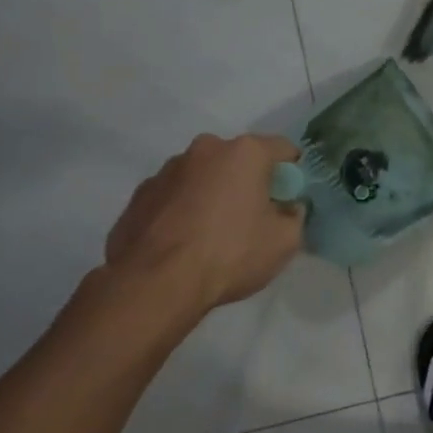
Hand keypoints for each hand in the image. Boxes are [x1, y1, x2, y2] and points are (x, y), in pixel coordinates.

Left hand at [105, 134, 303, 312]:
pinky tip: (183, 243)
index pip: (283, 149)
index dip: (291, 174)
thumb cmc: (230, 254)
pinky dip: (183, 211)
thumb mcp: (285, 241)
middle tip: (251, 218)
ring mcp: (166, 170)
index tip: (289, 200)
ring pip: (203, 177)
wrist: (156, 283)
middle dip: (247, 182)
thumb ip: (293, 215)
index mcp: (244, 152)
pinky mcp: (139, 195)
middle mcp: (204, 149)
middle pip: (238, 160)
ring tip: (211, 235)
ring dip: (212, 195)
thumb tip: (286, 208)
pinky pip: (174, 197)